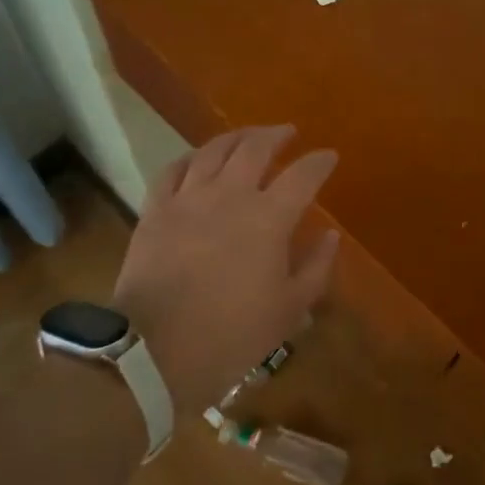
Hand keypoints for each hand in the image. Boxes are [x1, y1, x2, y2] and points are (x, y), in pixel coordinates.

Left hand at [112, 126, 339, 411]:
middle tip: (287, 133)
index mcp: (268, 218)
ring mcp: (188, 198)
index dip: (319, 162)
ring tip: (247, 137)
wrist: (154, 351)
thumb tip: (330, 235)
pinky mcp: (155, 209)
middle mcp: (230, 195)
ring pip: (213, 150)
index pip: (303, 175)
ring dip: (235, 137)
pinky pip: (173, 169)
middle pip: (255, 147)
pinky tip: (197, 159)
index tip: (329, 156)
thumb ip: (315, 268)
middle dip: (276, 135)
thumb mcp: (288, 311)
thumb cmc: (231, 335)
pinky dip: (190, 158)